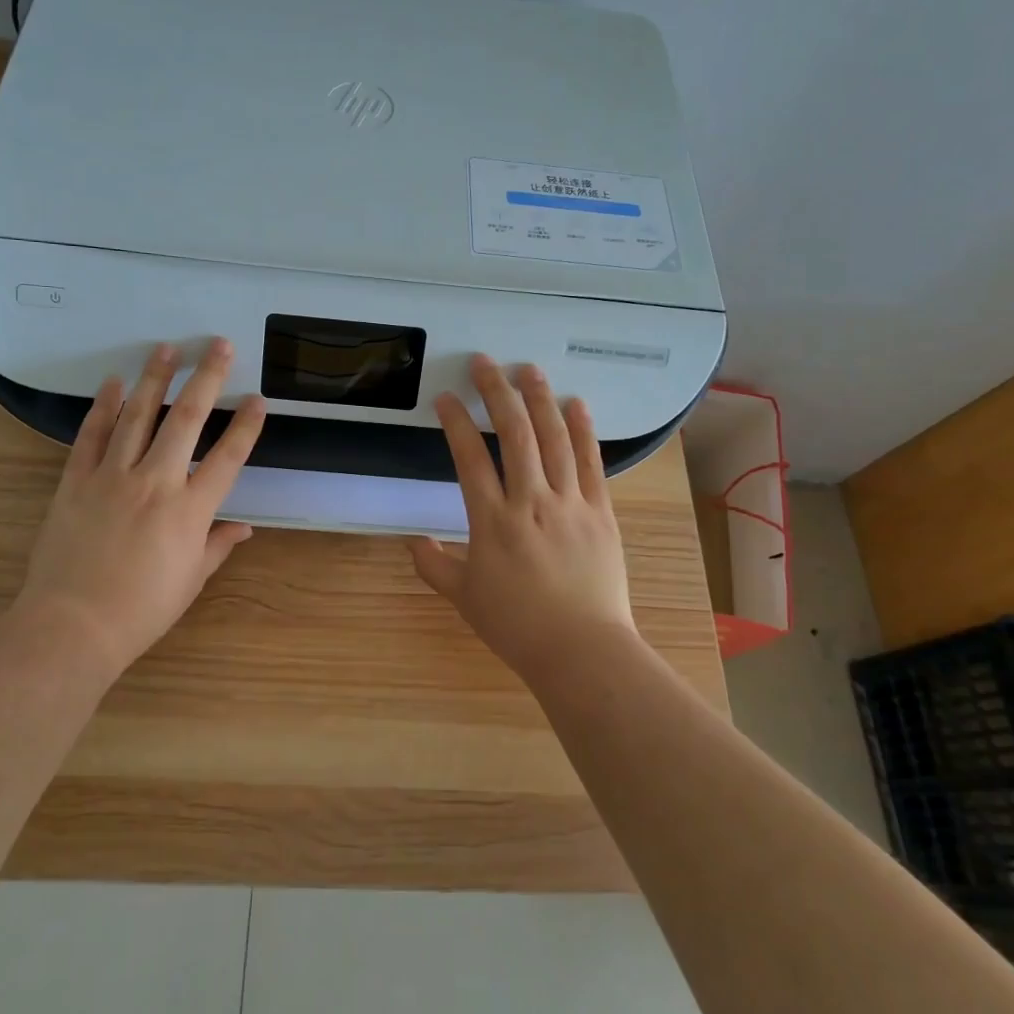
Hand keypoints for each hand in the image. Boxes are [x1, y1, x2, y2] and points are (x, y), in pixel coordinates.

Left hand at [9, 340, 266, 683]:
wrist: (72, 625)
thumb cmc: (141, 609)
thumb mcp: (190, 580)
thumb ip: (217, 546)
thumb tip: (244, 527)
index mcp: (190, 511)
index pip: (227, 458)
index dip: (245, 426)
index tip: (256, 398)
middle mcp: (156, 482)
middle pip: (186, 420)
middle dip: (205, 378)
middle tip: (218, 346)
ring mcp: (112, 477)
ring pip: (138, 416)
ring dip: (155, 379)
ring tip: (166, 348)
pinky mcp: (76, 481)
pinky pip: (92, 436)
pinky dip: (104, 407)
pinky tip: (114, 383)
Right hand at [410, 355, 640, 685]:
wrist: (582, 651)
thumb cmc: (518, 626)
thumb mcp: (465, 599)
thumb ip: (434, 567)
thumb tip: (413, 543)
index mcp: (492, 522)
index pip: (469, 459)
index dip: (455, 423)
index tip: (445, 398)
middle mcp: (530, 501)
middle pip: (514, 434)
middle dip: (496, 393)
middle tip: (484, 363)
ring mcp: (570, 503)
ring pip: (554, 439)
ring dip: (540, 399)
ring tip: (528, 369)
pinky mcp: (600, 511)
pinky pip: (591, 462)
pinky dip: (583, 430)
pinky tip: (575, 404)